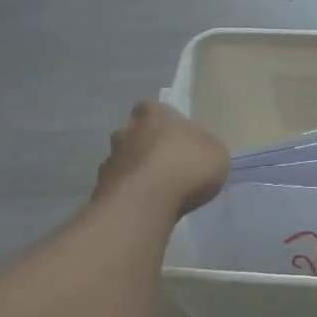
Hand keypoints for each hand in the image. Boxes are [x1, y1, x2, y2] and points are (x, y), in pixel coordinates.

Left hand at [93, 102, 230, 216]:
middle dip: (147, 147)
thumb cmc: (186, 167)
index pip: (154, 110)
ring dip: (136, 172)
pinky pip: (118, 188)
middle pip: (136, 134)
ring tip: (156, 192)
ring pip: (124, 161)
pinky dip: (129, 194)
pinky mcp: (100, 189)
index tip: (178, 141)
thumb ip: (205, 147)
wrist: (144, 204)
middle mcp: (126, 130)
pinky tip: (144, 207)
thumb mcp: (216, 153)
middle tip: (168, 166)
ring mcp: (109, 160)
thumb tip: (198, 150)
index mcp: (153, 113)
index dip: (166, 125)